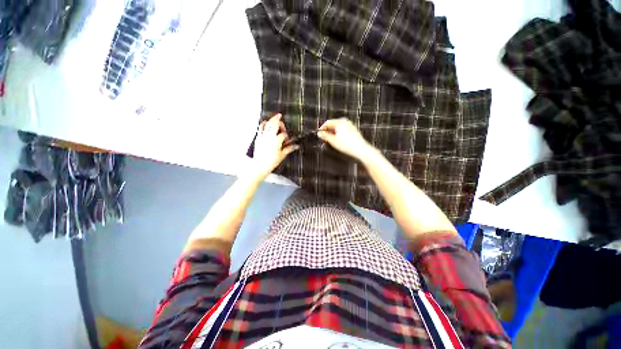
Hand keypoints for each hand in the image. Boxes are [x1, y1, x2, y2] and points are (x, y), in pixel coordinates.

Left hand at [251, 113, 298, 180]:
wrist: (260, 166)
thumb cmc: (271, 162)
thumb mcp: (282, 155)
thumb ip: (289, 149)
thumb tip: (296, 146)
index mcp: (276, 141)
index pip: (283, 134)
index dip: (287, 135)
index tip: (288, 140)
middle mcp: (270, 136)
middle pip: (275, 124)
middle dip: (278, 120)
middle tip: (280, 116)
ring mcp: (263, 136)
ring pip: (267, 124)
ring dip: (271, 119)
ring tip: (275, 116)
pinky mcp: (258, 138)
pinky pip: (260, 128)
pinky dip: (262, 124)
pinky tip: (264, 121)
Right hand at [317, 118, 374, 160]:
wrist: (361, 149)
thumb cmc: (348, 145)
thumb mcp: (333, 141)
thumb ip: (325, 136)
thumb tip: (319, 134)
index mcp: (340, 122)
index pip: (328, 122)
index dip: (322, 128)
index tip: (319, 133)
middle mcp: (345, 122)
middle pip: (333, 125)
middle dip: (327, 131)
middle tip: (324, 138)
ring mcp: (350, 126)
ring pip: (338, 128)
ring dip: (332, 133)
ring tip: (330, 141)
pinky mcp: (353, 131)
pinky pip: (343, 130)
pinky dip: (338, 134)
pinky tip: (337, 141)